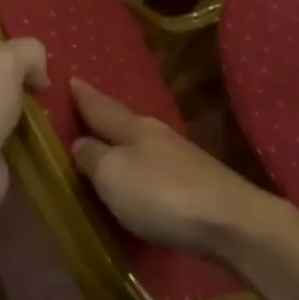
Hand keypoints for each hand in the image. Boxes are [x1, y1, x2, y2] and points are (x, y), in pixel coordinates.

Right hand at [69, 78, 295, 255]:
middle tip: (83, 108)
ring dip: (121, 140)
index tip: (71, 79)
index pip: (101, 107)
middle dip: (103, 115)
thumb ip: (93, 157)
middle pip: (123, 121)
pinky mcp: (194, 182)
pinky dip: (139, 164)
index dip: (84, 96)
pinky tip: (137, 172)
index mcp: (134, 127)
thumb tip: (81, 142)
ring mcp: (180, 158)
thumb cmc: (161, 193)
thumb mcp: (113, 174)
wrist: (228, 220)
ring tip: (105, 141)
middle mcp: (157, 135)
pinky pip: (154, 165)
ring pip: (141, 141)